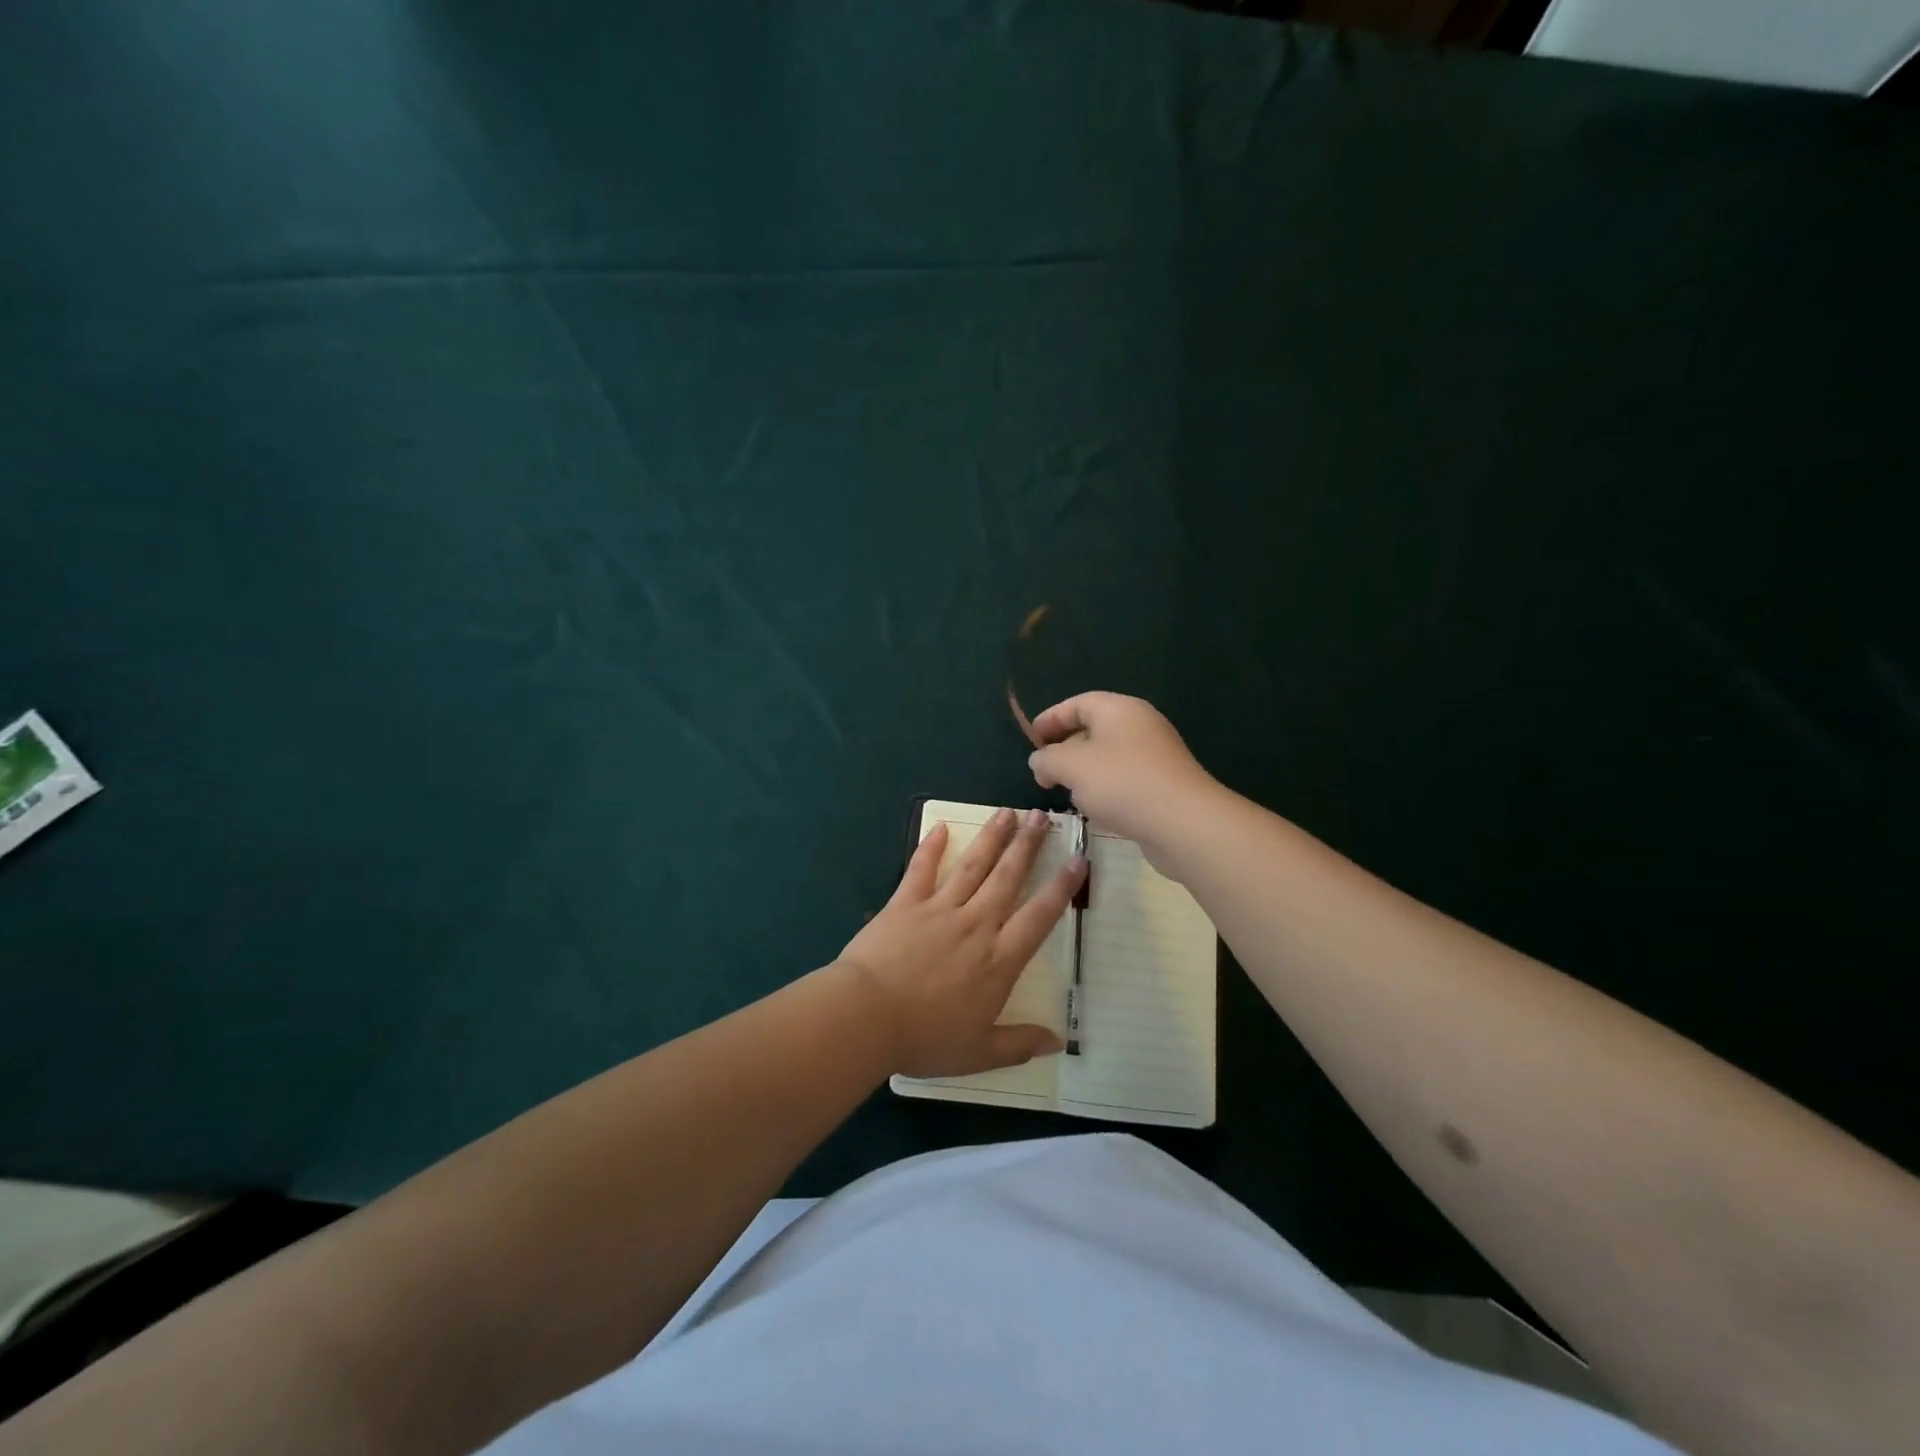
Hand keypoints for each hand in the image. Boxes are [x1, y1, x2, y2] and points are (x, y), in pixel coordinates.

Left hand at [838, 807, 1085, 1078]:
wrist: (866, 1017)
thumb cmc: (925, 1038)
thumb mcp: (979, 1053)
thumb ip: (1019, 1044)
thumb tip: (1058, 1041)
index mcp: (998, 960)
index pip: (1039, 916)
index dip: (1061, 887)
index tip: (1078, 859)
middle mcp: (975, 925)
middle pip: (1008, 878)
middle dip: (1028, 845)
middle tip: (1042, 816)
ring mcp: (939, 909)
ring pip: (972, 866)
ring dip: (992, 838)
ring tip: (1008, 812)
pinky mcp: (904, 903)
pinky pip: (921, 869)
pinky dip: (931, 847)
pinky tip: (941, 826)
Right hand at [1026, 693, 1222, 869]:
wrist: (1183, 823)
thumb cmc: (1122, 783)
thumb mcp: (1071, 766)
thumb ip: (1046, 759)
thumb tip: (1040, 761)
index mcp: (1119, 709)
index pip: (1077, 703)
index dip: (1050, 719)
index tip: (1030, 740)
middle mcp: (1140, 725)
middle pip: (1093, 729)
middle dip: (1064, 749)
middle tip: (1044, 772)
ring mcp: (1155, 756)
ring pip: (1108, 757)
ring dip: (1084, 773)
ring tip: (1066, 793)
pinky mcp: (1163, 785)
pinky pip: (1124, 779)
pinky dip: (1105, 789)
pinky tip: (1097, 810)